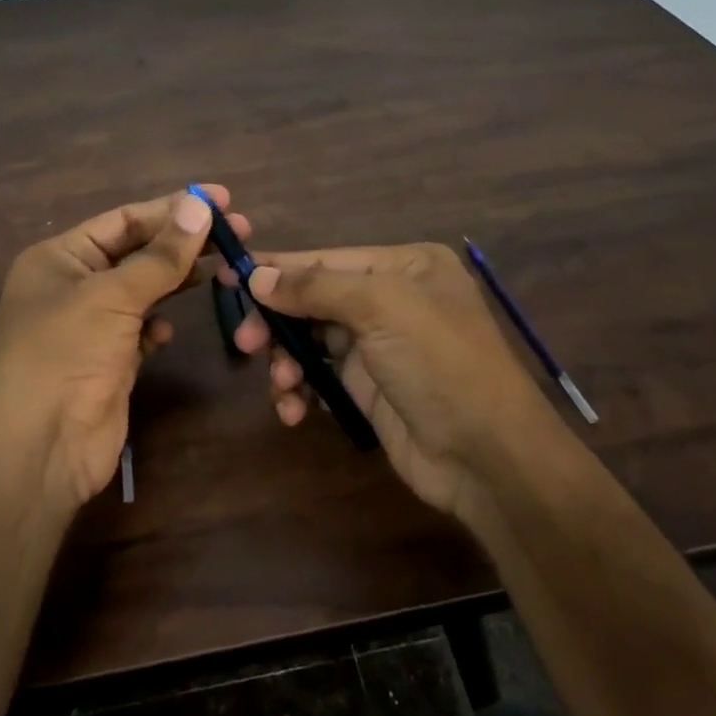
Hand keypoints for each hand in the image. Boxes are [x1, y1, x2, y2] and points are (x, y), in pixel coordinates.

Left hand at [0, 186, 248, 511]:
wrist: (36, 451)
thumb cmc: (63, 355)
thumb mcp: (112, 296)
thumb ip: (161, 255)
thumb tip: (199, 204)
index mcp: (60, 257)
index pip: (124, 219)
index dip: (173, 207)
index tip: (221, 199)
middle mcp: (73, 286)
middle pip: (138, 252)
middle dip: (183, 243)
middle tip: (239, 231)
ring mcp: (91, 327)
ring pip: (144, 291)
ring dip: (177, 281)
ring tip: (224, 269)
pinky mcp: (109, 363)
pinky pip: (141, 331)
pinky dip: (158, 326)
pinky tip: (170, 330)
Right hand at [230, 242, 569, 521]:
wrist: (486, 455)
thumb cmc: (438, 362)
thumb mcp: (380, 308)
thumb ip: (314, 287)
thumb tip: (256, 275)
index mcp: (405, 266)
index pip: (327, 259)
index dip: (278, 268)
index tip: (229, 276)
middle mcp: (392, 299)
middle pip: (315, 299)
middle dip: (279, 320)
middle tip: (246, 342)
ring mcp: (380, 346)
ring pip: (312, 340)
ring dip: (287, 361)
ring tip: (280, 384)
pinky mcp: (369, 389)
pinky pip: (320, 377)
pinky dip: (301, 390)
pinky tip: (293, 410)